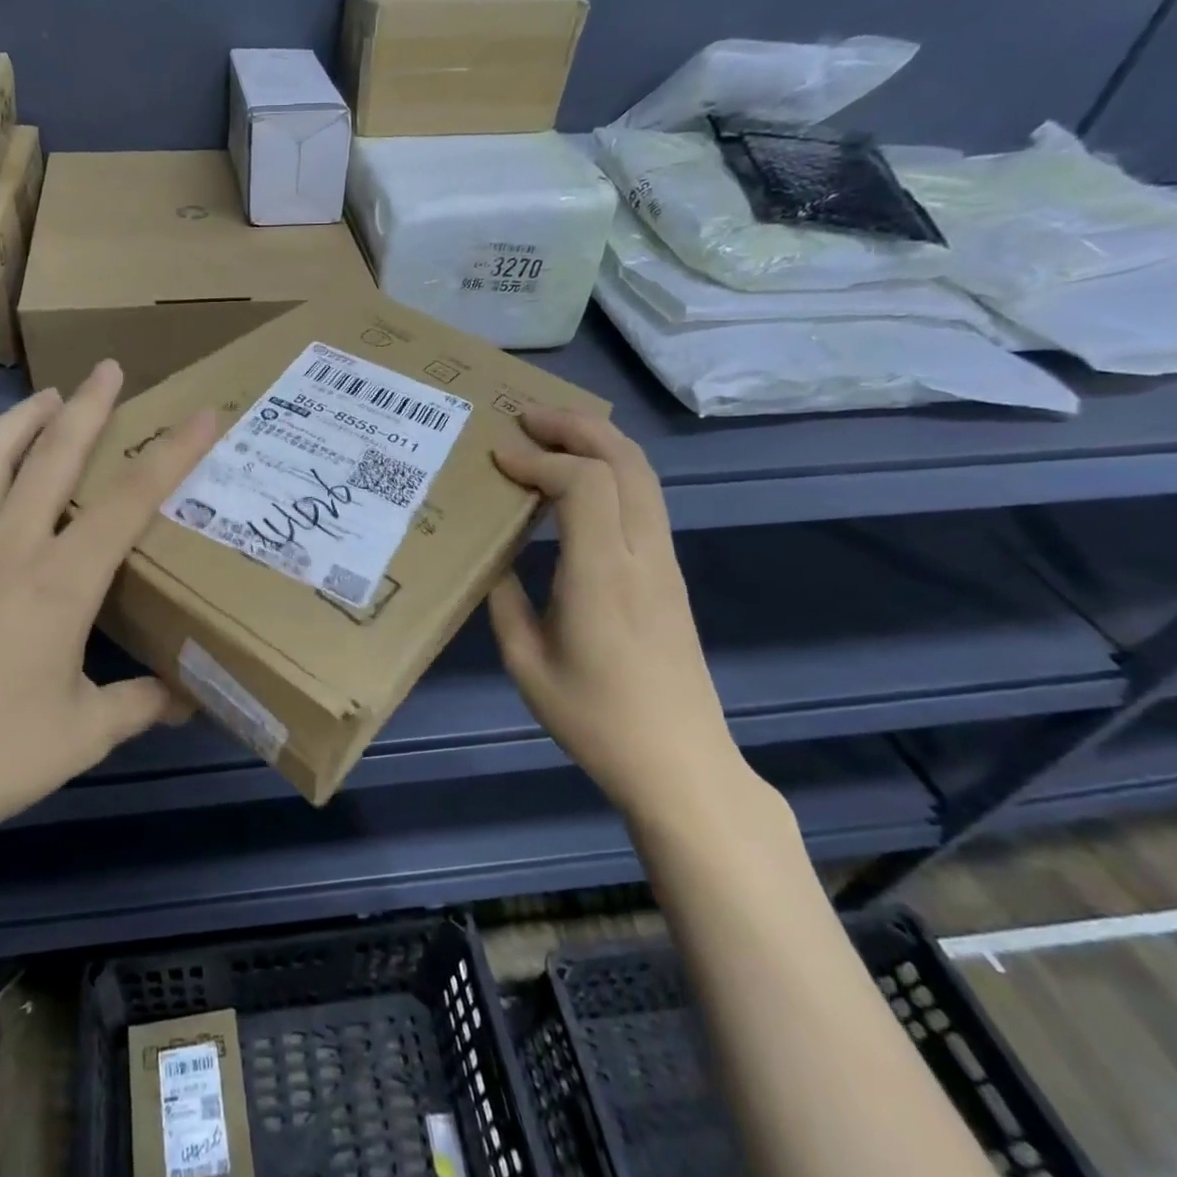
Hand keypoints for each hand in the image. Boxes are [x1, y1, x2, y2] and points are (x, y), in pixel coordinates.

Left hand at [0, 360, 217, 896]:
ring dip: (19, 421)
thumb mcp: (82, 735)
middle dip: (88, 406)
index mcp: (61, 582)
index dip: (173, 452)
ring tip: (43, 398)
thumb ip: (140, 705)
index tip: (203, 414)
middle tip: (108, 368)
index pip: (131, 499)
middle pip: (54, 456)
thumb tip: (186, 700)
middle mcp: (6, 548)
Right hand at [488, 411, 747, 821]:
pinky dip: (613, 468)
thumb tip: (496, 557)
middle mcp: (642, 554)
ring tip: (552, 431)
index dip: (539, 459)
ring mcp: (664, 561)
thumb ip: (504, 599)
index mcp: (603, 575)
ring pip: (643, 474)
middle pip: (624, 461)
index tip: (498, 457)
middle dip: (575, 426)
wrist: (680, 762)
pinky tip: (581, 477)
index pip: (583, 483)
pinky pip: (645, 498)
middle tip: (527, 415)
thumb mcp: (526, 662)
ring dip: (599, 440)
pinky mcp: (670, 573)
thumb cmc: (594, 718)